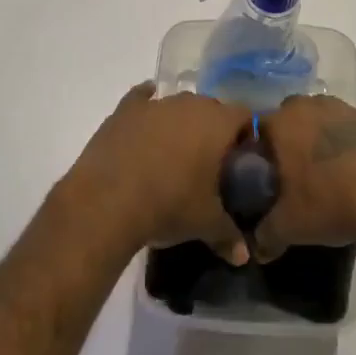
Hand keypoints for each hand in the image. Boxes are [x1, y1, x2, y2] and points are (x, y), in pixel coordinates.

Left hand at [64, 83, 252, 264]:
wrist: (108, 201)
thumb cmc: (169, 206)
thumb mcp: (206, 224)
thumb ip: (230, 235)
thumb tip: (244, 256)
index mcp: (218, 123)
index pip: (245, 116)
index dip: (246, 135)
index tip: (242, 159)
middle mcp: (190, 104)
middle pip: (212, 108)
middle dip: (214, 130)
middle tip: (210, 162)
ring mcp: (156, 104)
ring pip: (178, 106)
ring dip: (182, 122)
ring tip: (176, 154)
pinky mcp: (125, 110)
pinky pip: (142, 98)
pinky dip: (147, 106)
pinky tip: (146, 119)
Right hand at [252, 96, 355, 261]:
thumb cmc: (330, 201)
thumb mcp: (290, 227)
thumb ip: (266, 235)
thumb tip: (258, 248)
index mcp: (282, 122)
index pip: (256, 130)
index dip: (257, 153)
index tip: (263, 177)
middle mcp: (309, 106)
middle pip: (289, 120)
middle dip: (289, 142)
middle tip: (293, 176)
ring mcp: (344, 109)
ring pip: (321, 121)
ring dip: (319, 141)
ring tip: (326, 176)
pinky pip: (349, 130)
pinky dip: (347, 147)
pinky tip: (354, 174)